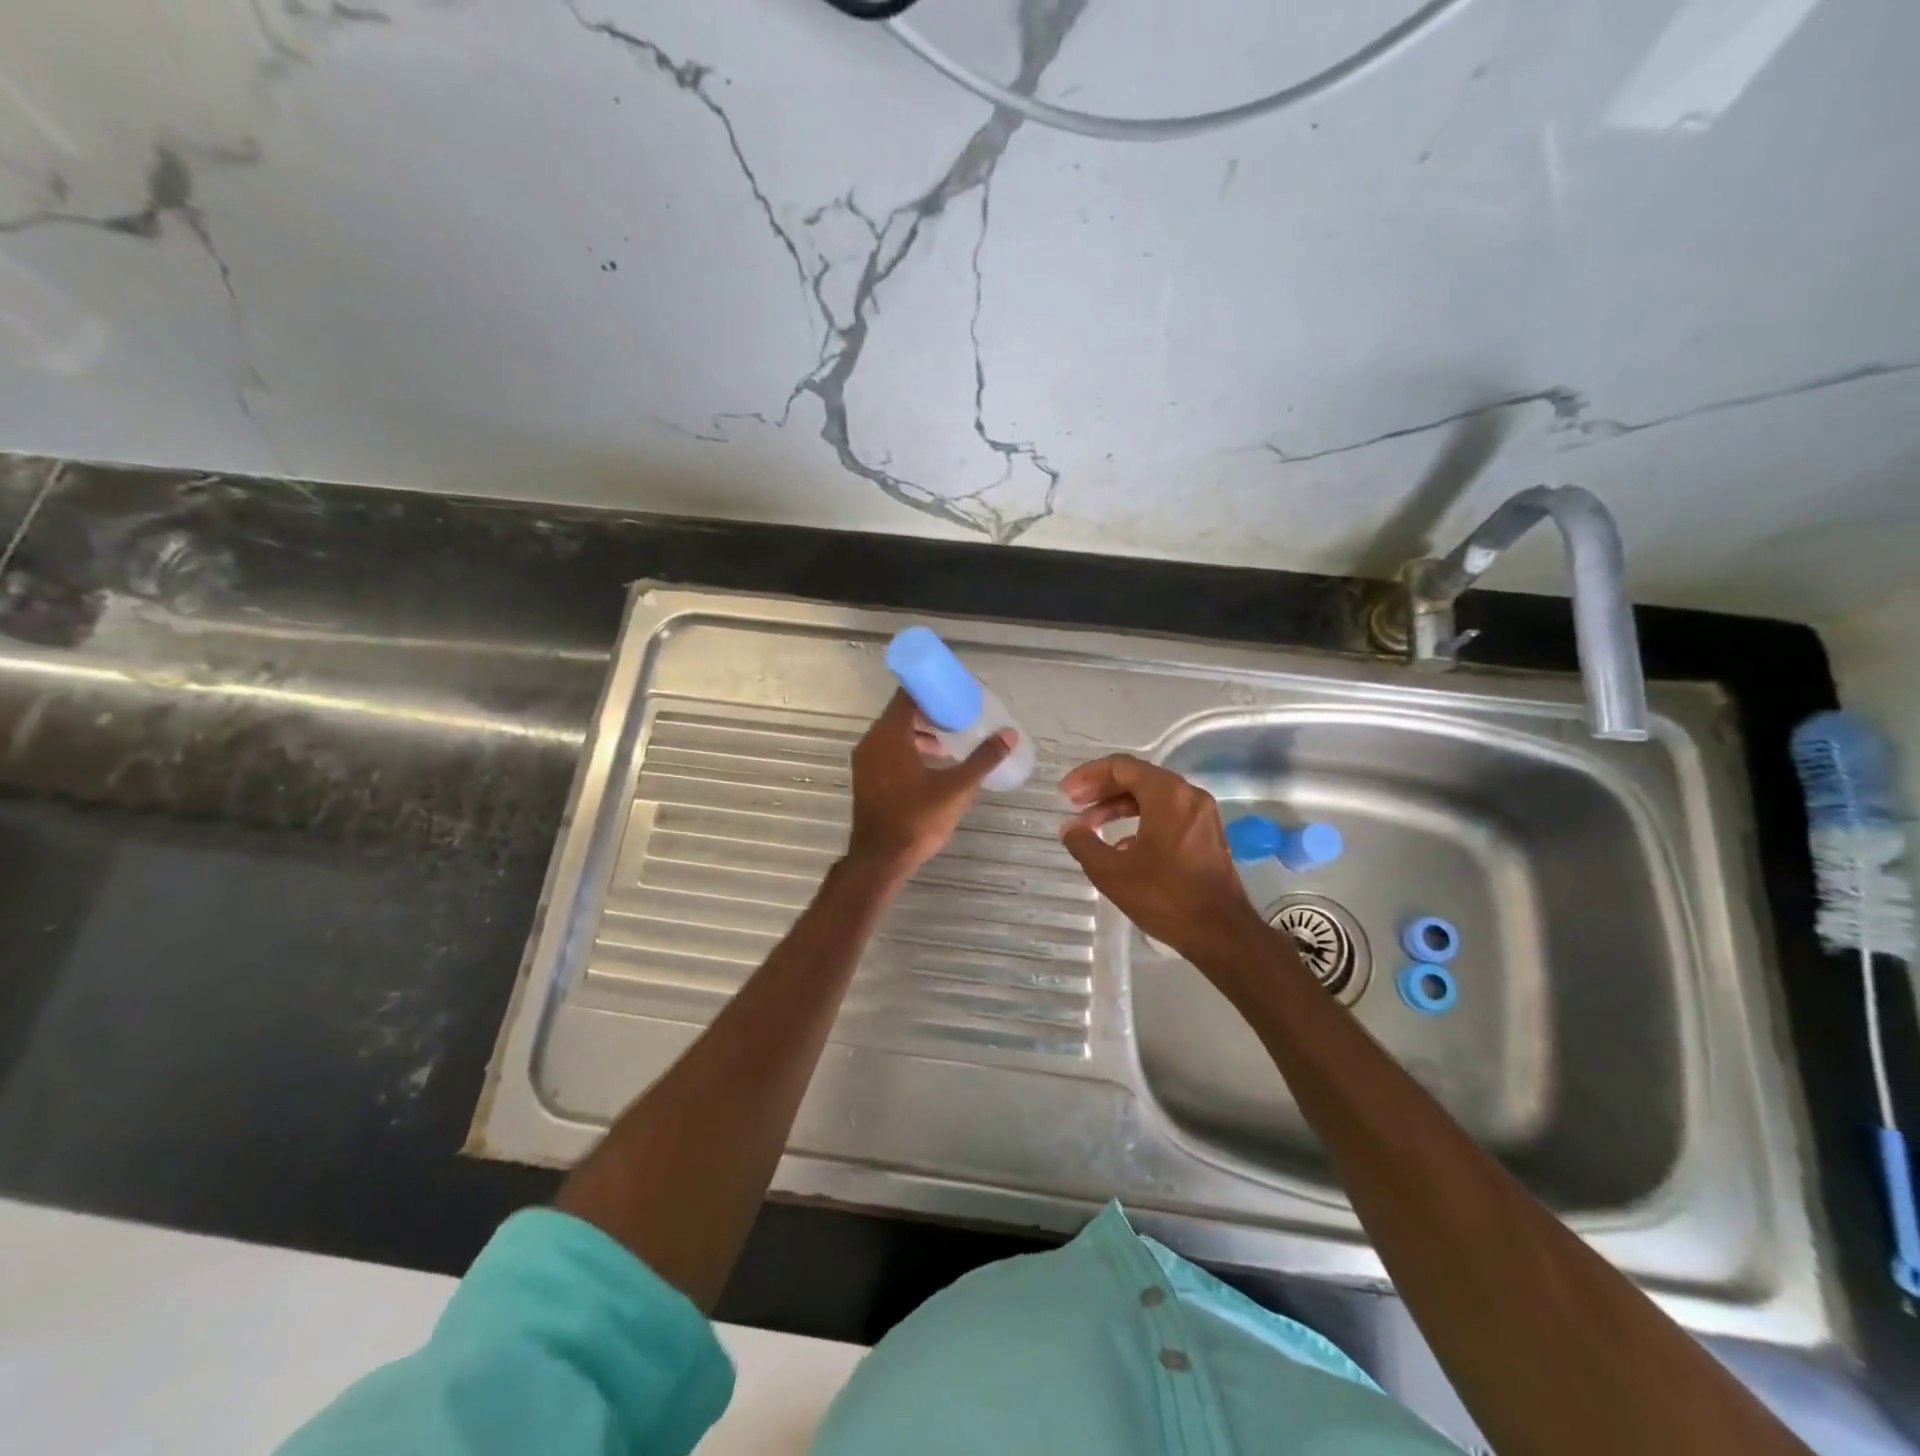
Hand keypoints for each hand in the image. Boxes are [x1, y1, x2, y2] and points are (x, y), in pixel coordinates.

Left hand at [846, 690, 1011, 881]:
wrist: (880, 859)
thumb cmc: (917, 819)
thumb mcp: (957, 788)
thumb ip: (983, 759)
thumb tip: (1009, 734)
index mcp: (890, 735)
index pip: (908, 695)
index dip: (932, 689)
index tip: (956, 693)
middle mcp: (872, 741)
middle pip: (901, 713)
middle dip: (931, 712)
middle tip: (960, 717)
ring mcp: (865, 761)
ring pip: (894, 734)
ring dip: (921, 733)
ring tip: (951, 741)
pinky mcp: (866, 778)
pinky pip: (888, 751)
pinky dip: (909, 749)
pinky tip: (933, 764)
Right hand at [1058, 754, 1270, 969]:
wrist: (1221, 934)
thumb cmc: (1165, 897)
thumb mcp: (1112, 872)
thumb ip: (1084, 844)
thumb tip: (1069, 828)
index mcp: (1167, 794)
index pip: (1121, 767)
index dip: (1088, 776)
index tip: (1065, 792)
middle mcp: (1188, 796)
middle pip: (1137, 778)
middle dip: (1102, 789)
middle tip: (1073, 804)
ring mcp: (1202, 816)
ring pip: (1152, 797)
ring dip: (1119, 807)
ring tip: (1090, 826)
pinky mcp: (1206, 835)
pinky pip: (1167, 815)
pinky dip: (1139, 821)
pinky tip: (1120, 846)